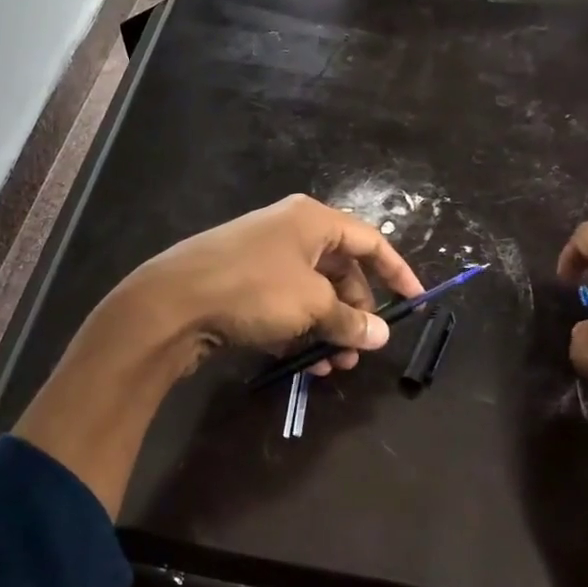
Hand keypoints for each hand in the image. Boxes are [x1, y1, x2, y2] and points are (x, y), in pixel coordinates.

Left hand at [115, 194, 424, 375]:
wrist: (172, 302)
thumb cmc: (253, 289)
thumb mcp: (311, 305)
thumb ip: (350, 320)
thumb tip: (380, 335)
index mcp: (312, 220)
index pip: (370, 241)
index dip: (397, 272)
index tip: (415, 303)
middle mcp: (289, 232)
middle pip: (340, 271)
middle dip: (355, 313)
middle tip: (359, 349)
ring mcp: (262, 258)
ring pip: (311, 294)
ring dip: (327, 330)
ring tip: (331, 366)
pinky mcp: (241, 285)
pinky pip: (284, 306)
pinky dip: (298, 331)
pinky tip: (302, 363)